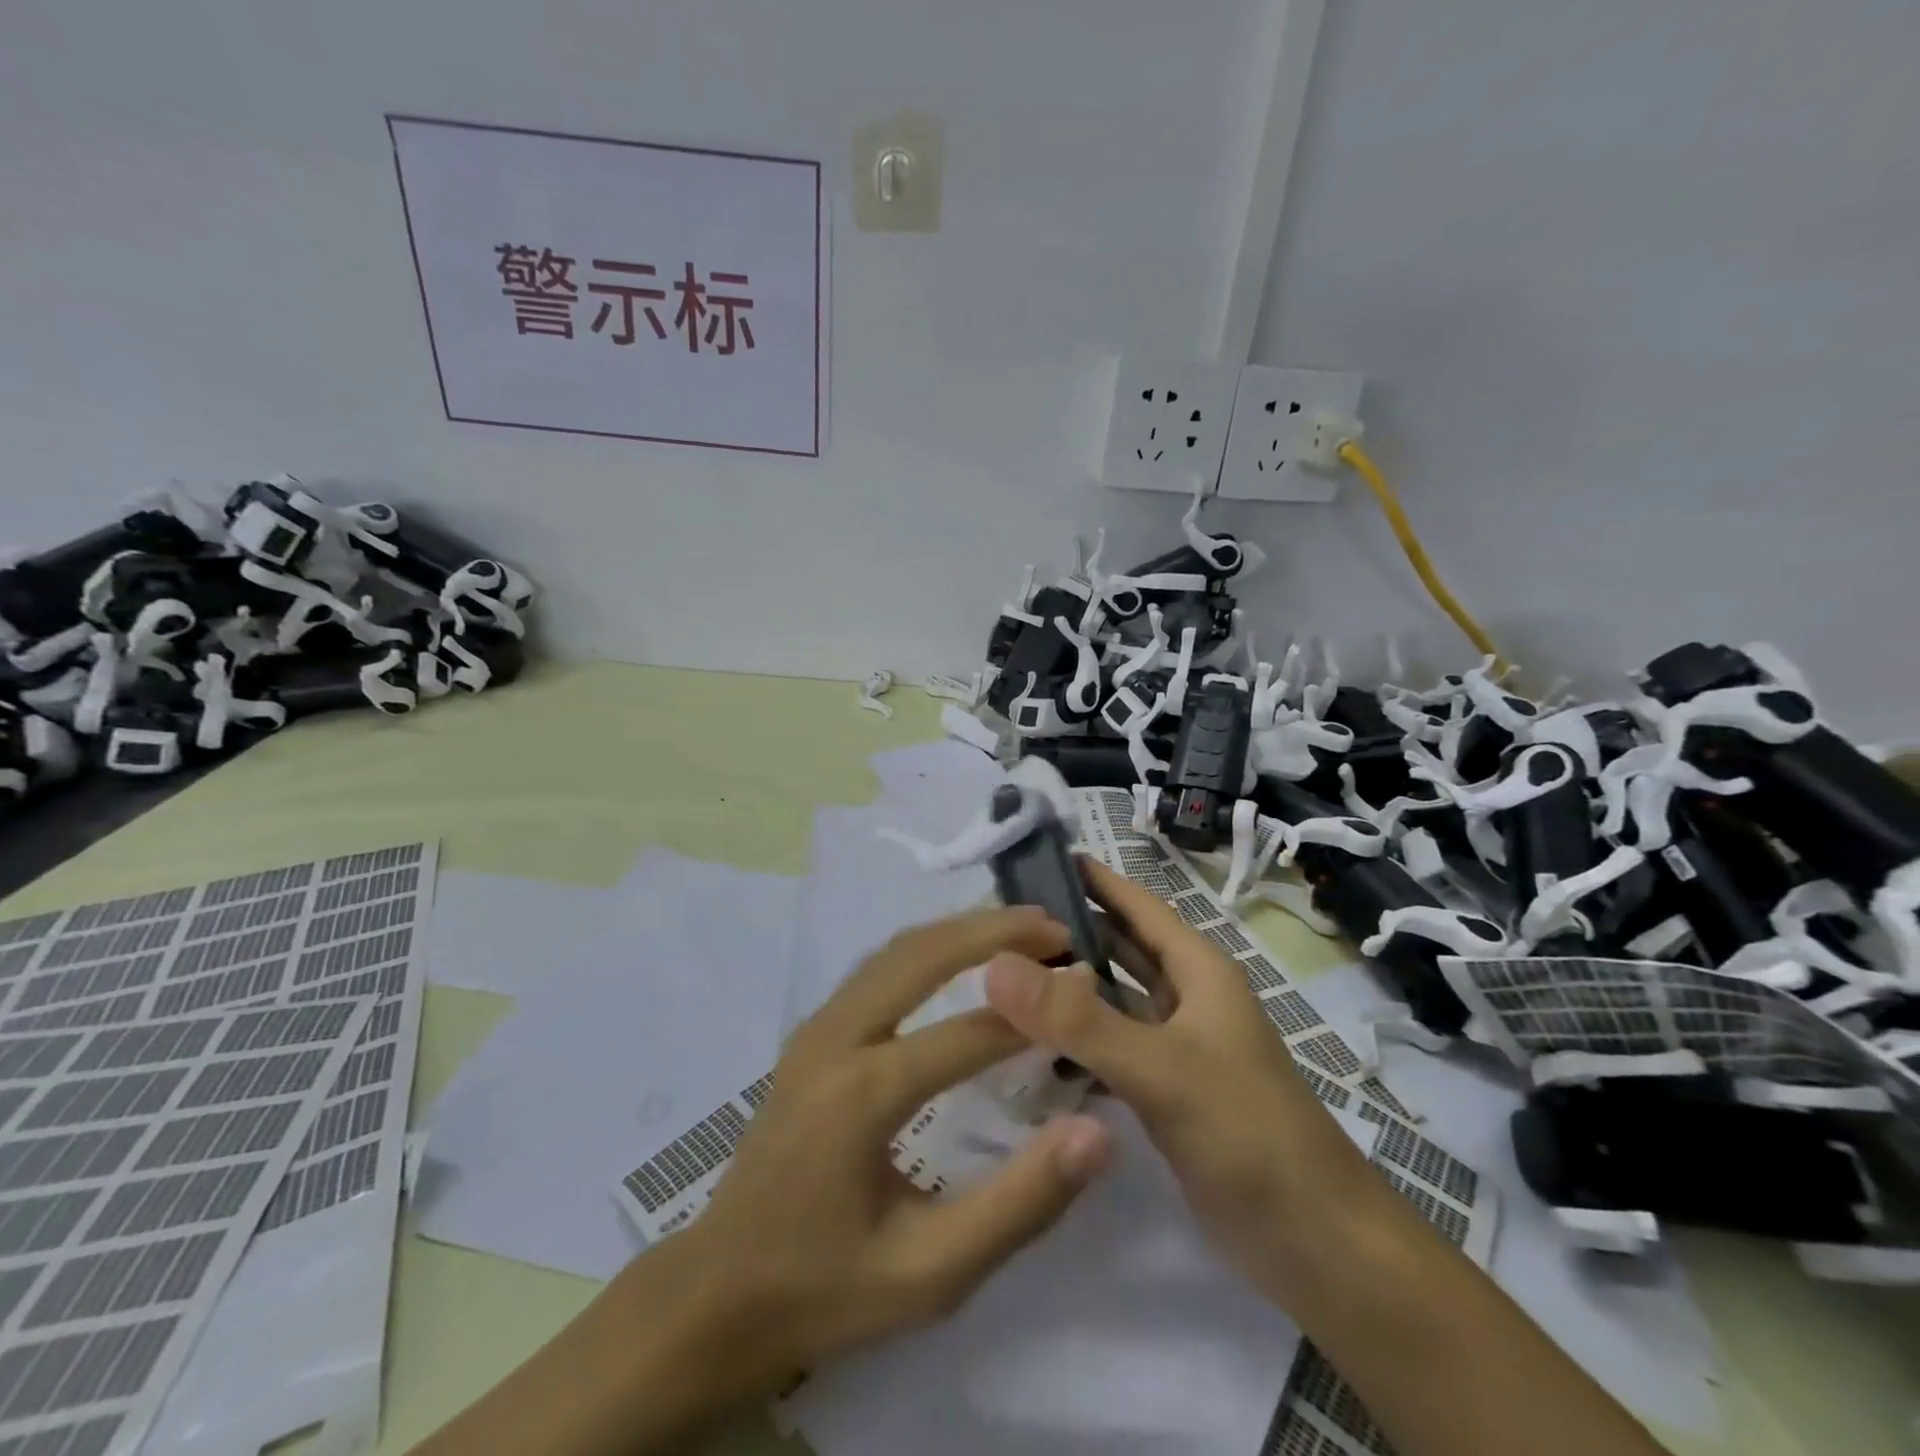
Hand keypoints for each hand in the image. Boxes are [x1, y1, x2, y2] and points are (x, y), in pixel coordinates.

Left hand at [677, 904, 1114, 1389]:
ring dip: (959, 930)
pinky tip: (960, 956)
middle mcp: (835, 1039)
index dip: (1035, 1012)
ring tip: (1019, 929)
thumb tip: (1095, 1133)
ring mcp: (816, 1028)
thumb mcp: (930, 1274)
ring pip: (895, 950)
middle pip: (921, 955)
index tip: (1088, 989)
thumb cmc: (826, 1290)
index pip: (968, 1034)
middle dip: (992, 931)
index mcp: (863, 1094)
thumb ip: (1018, 1204)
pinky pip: (877, 967)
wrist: (716, 1295)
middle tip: (1055, 928)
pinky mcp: (811, 1033)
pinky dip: (928, 947)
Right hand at [984, 859, 1377, 1303]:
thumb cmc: (1248, 1132)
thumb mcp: (1161, 1067)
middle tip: (998, 922)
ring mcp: (1176, 1047)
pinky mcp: (1165, 1092)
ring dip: (1067, 986)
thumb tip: (996, 965)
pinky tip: (1026, 1045)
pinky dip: (1073, 1041)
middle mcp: (1186, 998)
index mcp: (1197, 970)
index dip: (1090, 878)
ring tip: (1000, 975)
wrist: (1317, 1244)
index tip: (1031, 859)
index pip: (1134, 904)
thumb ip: (1077, 1018)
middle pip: (1118, 948)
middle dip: (1067, 931)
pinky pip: (1108, 1049)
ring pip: (1111, 999)